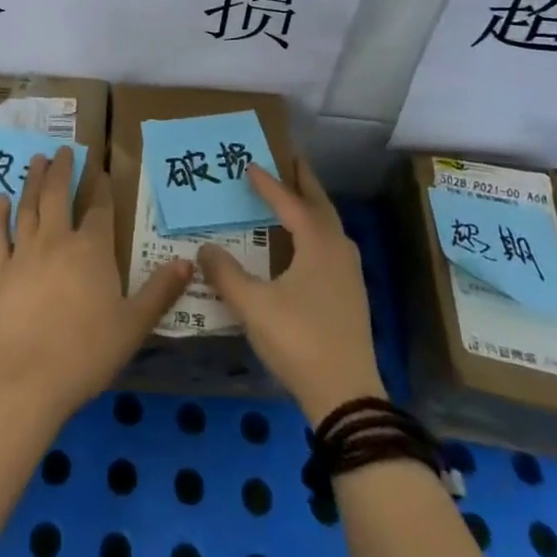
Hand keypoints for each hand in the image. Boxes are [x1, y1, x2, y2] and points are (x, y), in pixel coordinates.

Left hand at [0, 146, 193, 421]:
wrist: (31, 379)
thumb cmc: (89, 351)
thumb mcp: (135, 324)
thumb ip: (160, 290)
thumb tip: (187, 262)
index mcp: (92, 249)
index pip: (99, 207)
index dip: (100, 186)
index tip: (100, 168)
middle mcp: (57, 240)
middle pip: (59, 194)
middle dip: (63, 169)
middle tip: (64, 149)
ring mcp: (24, 253)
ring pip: (28, 206)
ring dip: (34, 180)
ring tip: (37, 160)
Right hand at [197, 158, 386, 424]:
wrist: (347, 396)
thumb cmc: (298, 340)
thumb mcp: (253, 306)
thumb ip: (226, 274)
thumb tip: (206, 248)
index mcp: (317, 243)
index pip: (289, 202)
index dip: (268, 184)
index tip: (248, 164)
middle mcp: (337, 248)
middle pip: (319, 204)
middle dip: (303, 181)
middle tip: (287, 160)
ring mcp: (349, 272)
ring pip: (329, 225)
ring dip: (312, 205)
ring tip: (293, 196)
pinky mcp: (351, 293)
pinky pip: (331, 243)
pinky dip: (316, 229)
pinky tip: (303, 243)